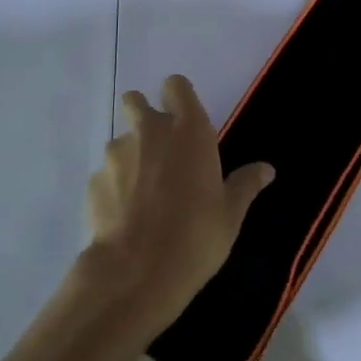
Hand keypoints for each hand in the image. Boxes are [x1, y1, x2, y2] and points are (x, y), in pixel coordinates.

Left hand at [82, 75, 274, 333]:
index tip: (184, 119)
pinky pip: (105, 174)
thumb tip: (266, 169)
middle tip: (158, 149)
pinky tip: (124, 215)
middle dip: (143, 115)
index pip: (176, 86)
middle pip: (135, 101)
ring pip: (120, 140)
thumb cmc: (195, 237)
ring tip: (141, 193)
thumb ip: (245, 185)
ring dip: (129, 156)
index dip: (178, 97)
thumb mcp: (230, 214)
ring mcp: (116, 154)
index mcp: (189, 130)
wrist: (135, 274)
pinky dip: (113, 187)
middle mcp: (150, 131)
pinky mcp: (93, 181)